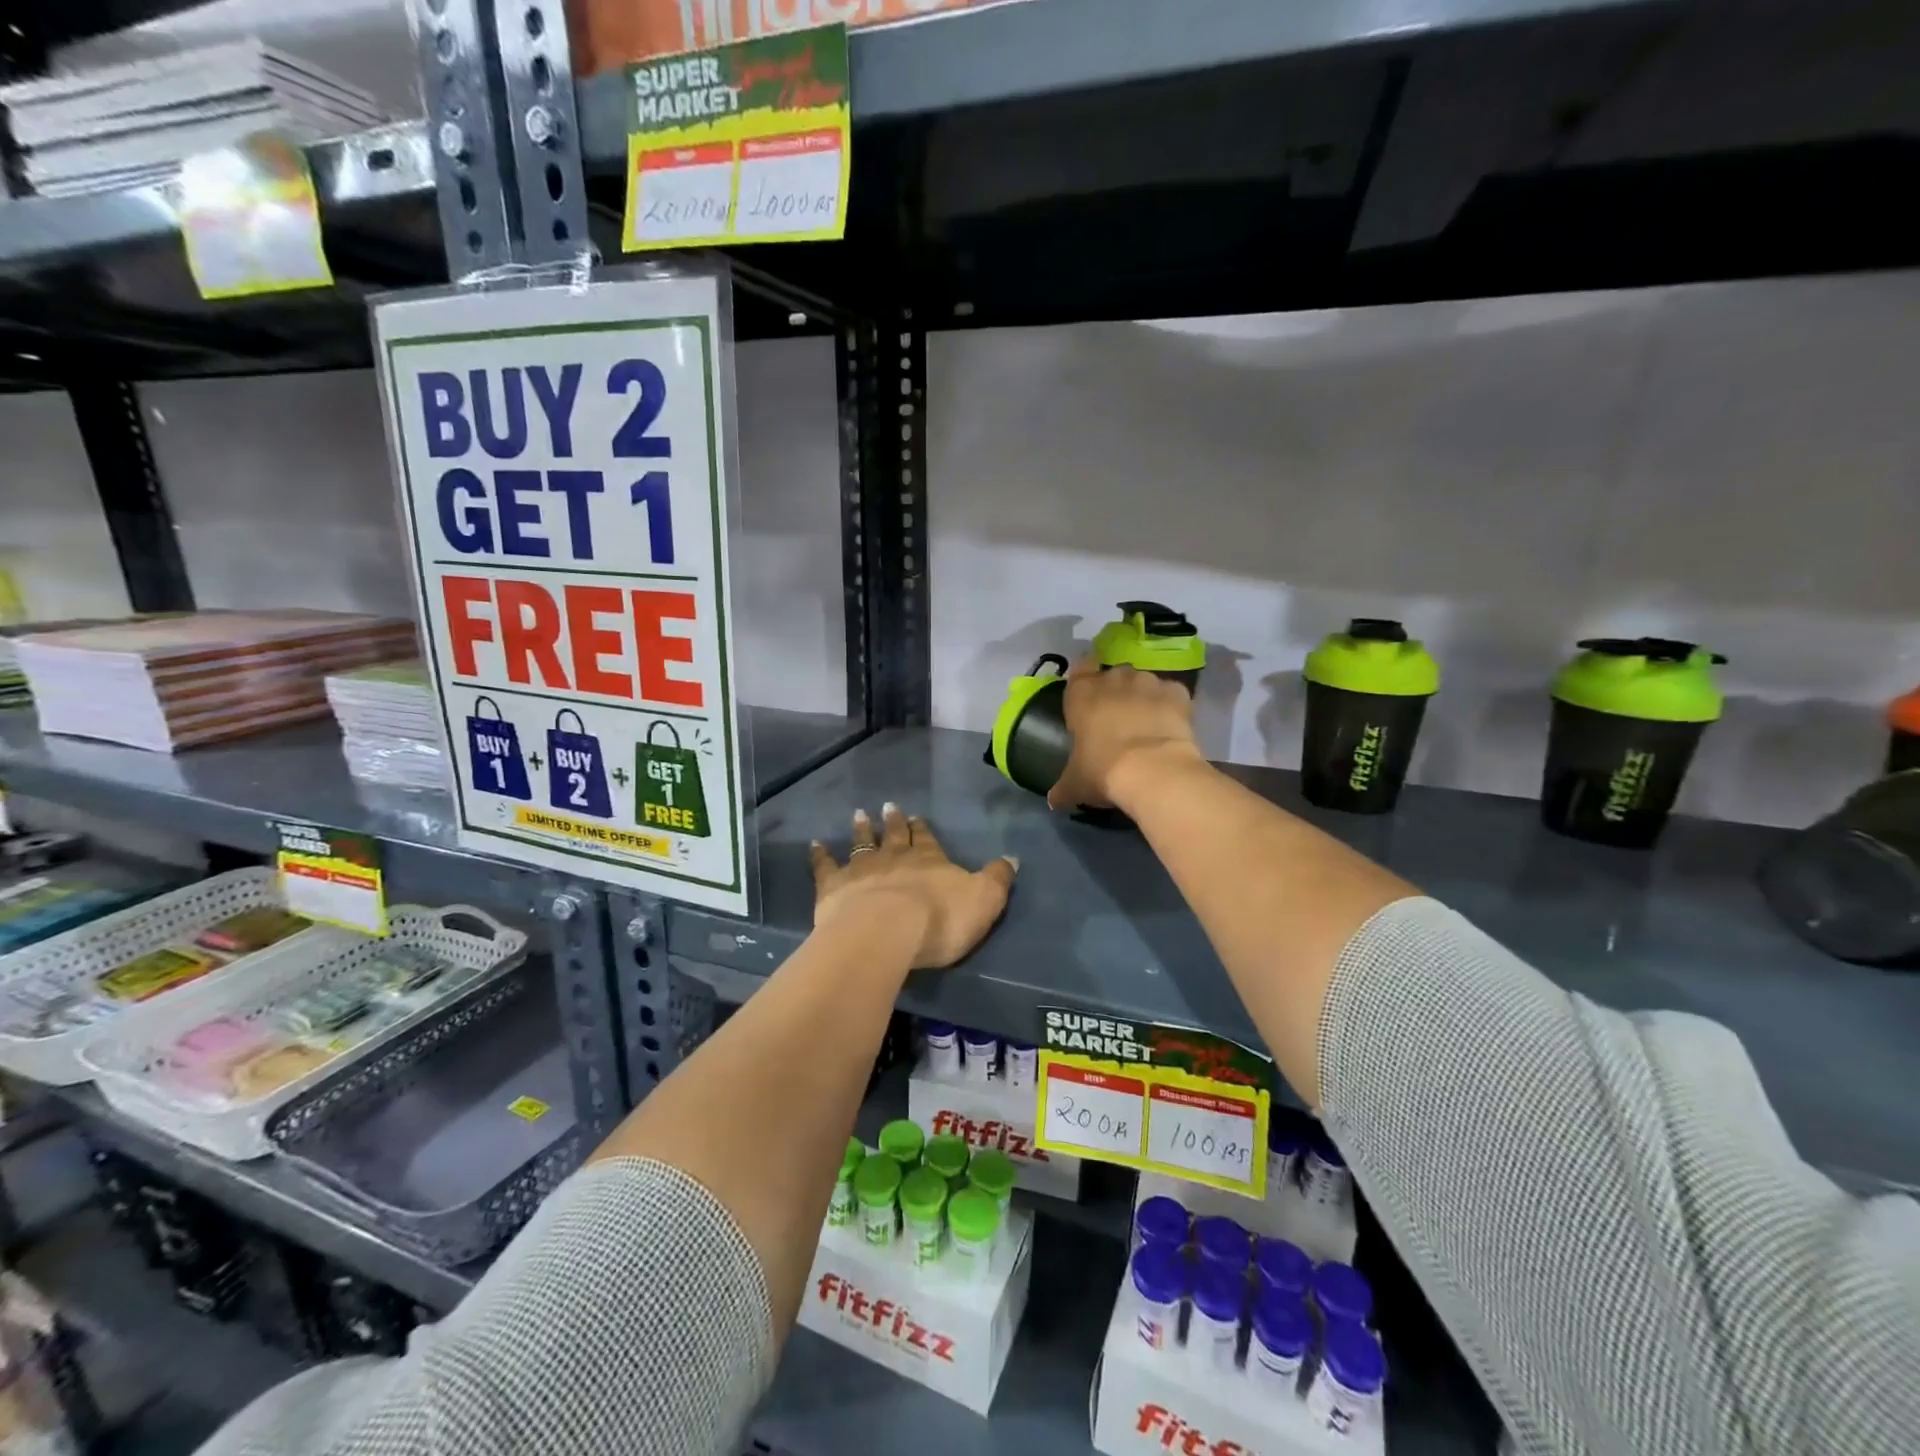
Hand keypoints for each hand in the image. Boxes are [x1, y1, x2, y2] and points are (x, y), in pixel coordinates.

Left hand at [810, 804, 1017, 969]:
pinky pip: (825, 866)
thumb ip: (998, 879)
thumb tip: (1012, 858)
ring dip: (862, 830)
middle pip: (894, 836)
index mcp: (930, 860)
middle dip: (892, 822)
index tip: (915, 816)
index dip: (922, 829)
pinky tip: (815, 844)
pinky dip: (820, 854)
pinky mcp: (834, 886)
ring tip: (858, 814)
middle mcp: (895, 857)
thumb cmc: (940, 919)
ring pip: (862, 844)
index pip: (927, 840)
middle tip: (888, 805)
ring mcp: (862, 869)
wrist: (887, 932)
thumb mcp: (984, 900)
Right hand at [1046, 657, 1203, 811]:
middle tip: (1117, 718)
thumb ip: (1063, 788)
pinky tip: (1170, 727)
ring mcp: (1148, 682)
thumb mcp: (1075, 784)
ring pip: (1143, 683)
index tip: (1089, 694)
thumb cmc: (1103, 770)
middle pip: (1114, 676)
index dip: (1085, 676)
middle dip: (1116, 691)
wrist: (1153, 771)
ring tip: (1146, 724)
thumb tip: (1053, 800)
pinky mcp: (1177, 692)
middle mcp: (1114, 678)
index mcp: (1082, 693)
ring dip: (1143, 697)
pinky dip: (1171, 706)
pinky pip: (1171, 694)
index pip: (1080, 667)